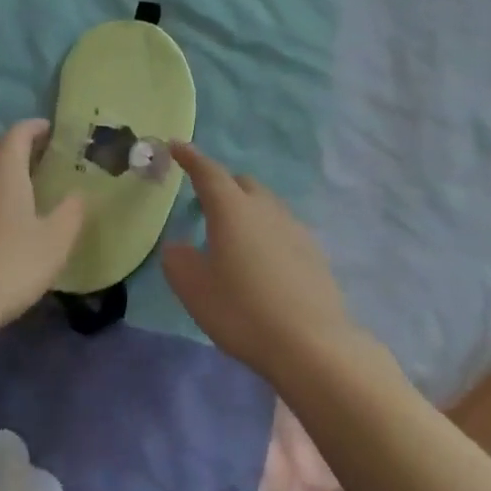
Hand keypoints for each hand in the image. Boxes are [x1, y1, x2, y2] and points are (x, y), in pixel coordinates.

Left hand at [0, 120, 84, 335]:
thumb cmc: (5, 269)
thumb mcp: (54, 245)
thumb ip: (70, 214)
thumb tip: (77, 194)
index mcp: (1, 172)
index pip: (17, 134)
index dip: (34, 128)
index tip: (48, 130)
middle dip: (10, 149)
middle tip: (30, 161)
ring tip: (2, 191)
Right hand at [162, 142, 358, 377]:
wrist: (310, 344)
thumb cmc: (242, 311)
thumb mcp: (194, 289)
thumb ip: (178, 260)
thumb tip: (179, 246)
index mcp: (232, 209)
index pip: (208, 172)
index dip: (190, 158)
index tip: (176, 146)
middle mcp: (265, 208)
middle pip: (242, 183)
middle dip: (221, 185)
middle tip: (204, 205)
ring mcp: (294, 227)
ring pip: (265, 205)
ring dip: (247, 211)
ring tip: (234, 239)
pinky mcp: (314, 251)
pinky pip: (282, 228)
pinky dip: (266, 233)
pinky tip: (263, 263)